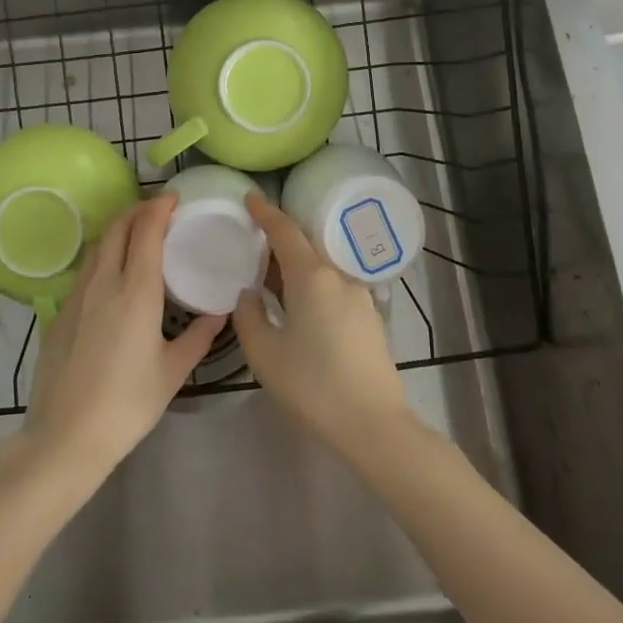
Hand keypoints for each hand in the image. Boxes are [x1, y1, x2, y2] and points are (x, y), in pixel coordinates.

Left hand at [17, 195, 223, 487]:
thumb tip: (219, 313)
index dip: (159, 208)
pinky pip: (86, 268)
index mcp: (136, 292)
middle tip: (159, 210)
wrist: (65, 435)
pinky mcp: (60, 311)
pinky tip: (114, 273)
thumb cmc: (127, 404)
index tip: (174, 199)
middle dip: (137, 210)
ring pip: (98, 245)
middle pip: (117, 228)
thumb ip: (198, 337)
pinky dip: (104, 254)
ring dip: (118, 229)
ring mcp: (77, 295)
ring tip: (138, 233)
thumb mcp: (172, 372)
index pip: (145, 231)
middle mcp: (104, 283)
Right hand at [234, 193, 410, 461]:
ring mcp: (358, 295)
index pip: (285, 231)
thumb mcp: (265, 353)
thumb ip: (249, 316)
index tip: (250, 197)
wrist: (374, 424)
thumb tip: (248, 294)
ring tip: (270, 274)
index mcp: (312, 277)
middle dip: (279, 237)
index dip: (265, 212)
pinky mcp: (368, 316)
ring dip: (295, 263)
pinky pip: (333, 284)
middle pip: (305, 244)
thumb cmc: (313, 386)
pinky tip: (297, 303)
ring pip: (320, 265)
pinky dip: (311, 282)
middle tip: (253, 239)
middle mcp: (338, 276)